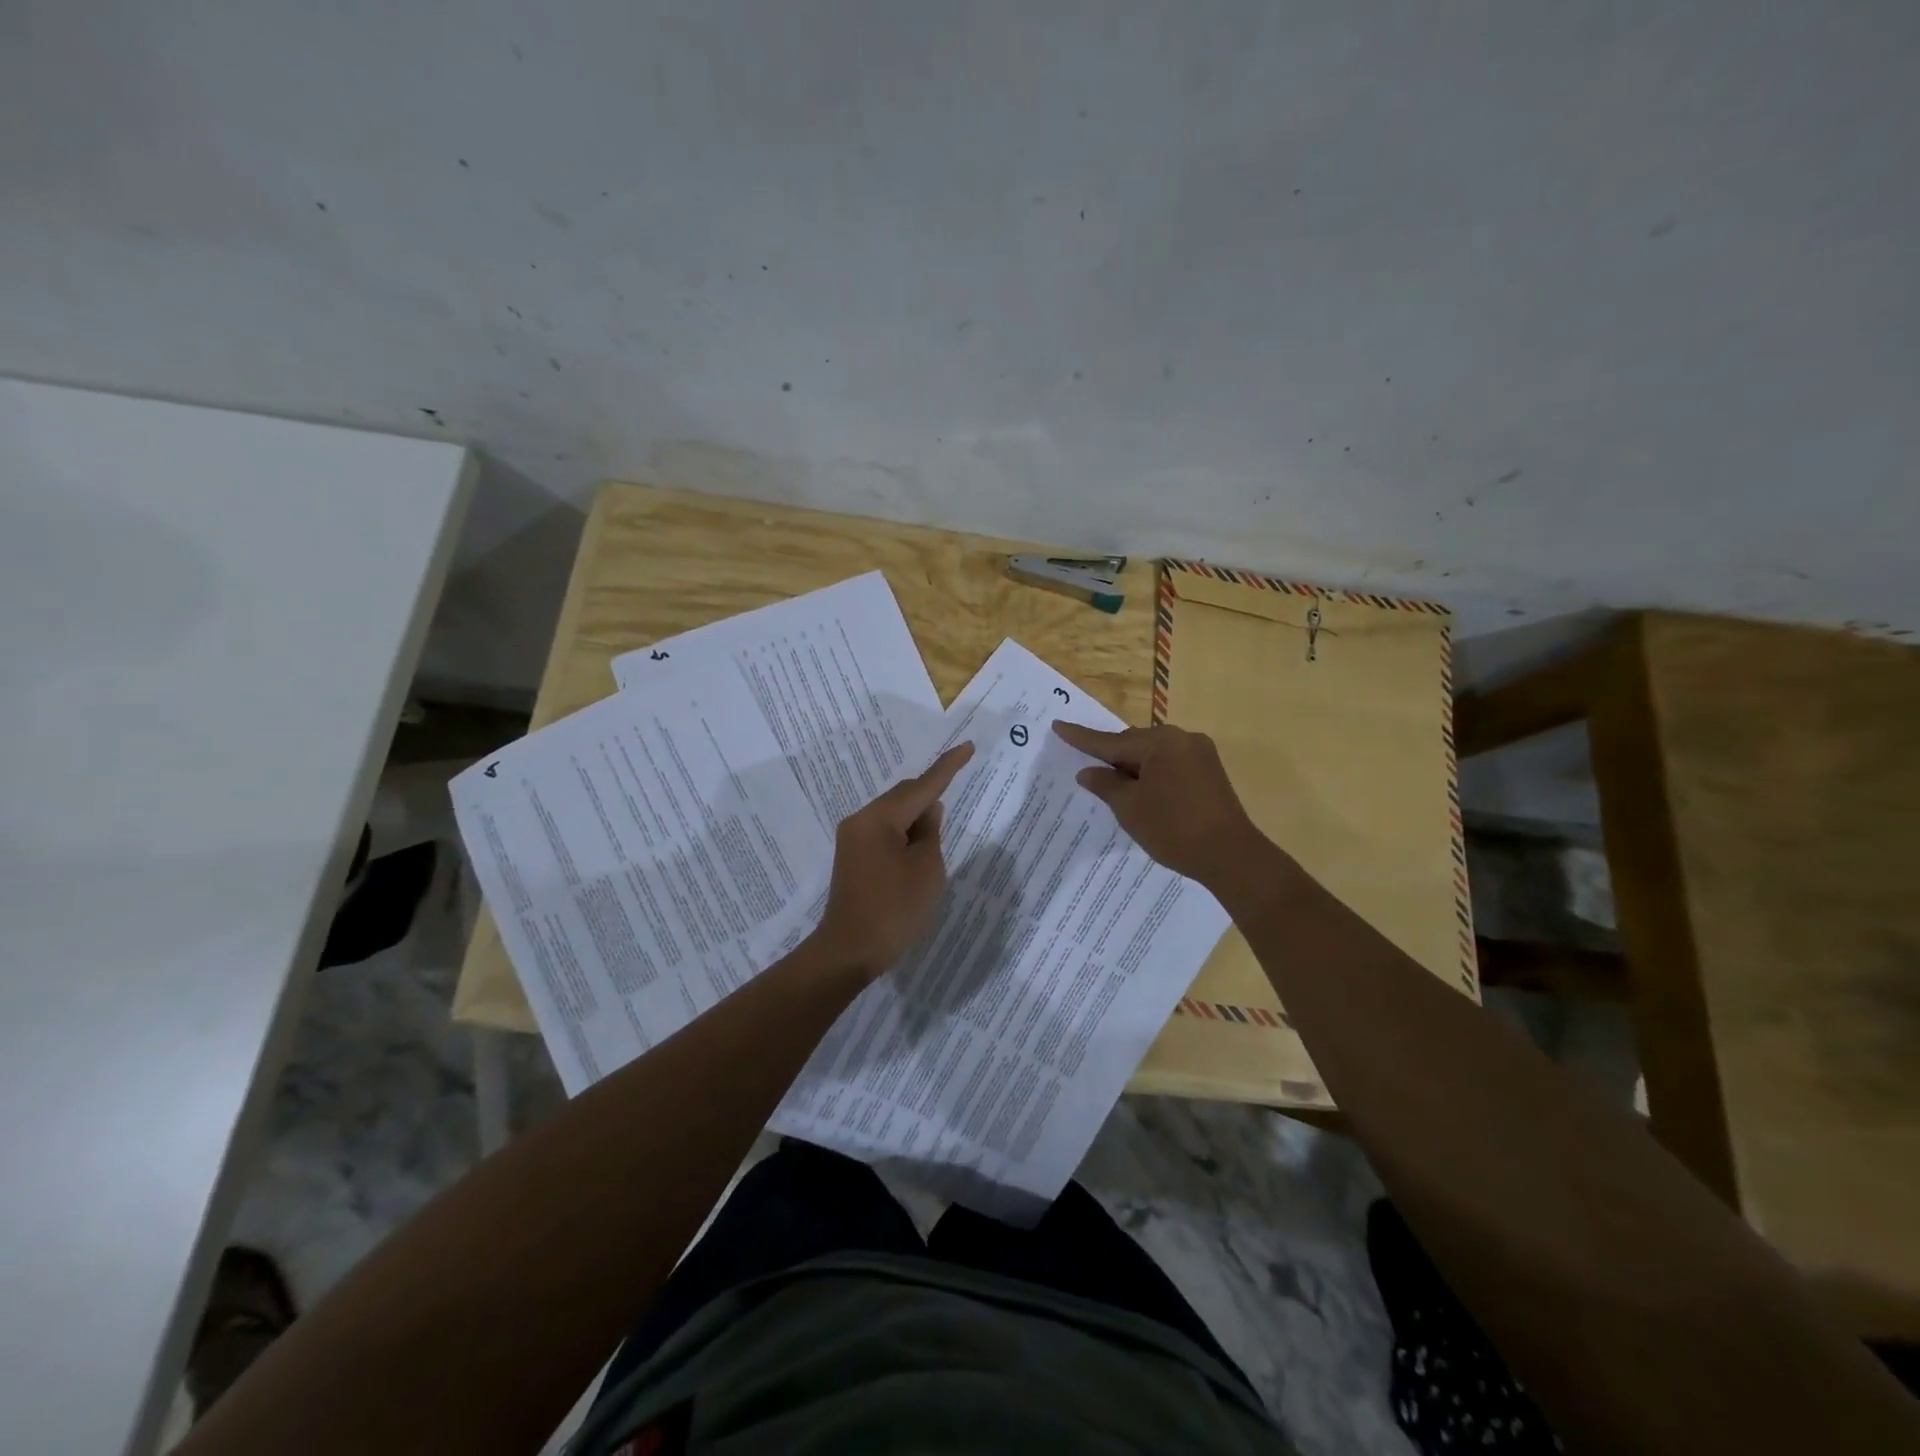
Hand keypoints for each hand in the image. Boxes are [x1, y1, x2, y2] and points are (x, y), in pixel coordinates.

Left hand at [807, 741, 975, 980]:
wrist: (849, 951)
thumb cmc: (894, 910)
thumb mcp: (927, 870)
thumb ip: (931, 833)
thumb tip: (928, 810)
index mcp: (880, 818)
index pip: (922, 785)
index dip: (948, 767)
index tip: (968, 746)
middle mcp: (861, 820)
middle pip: (904, 797)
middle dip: (931, 797)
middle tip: (955, 808)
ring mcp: (852, 839)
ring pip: (893, 815)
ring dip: (917, 821)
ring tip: (937, 842)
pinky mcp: (852, 857)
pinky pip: (884, 832)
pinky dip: (904, 835)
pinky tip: (918, 850)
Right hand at [1052, 721, 1259, 885]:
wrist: (1230, 855)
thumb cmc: (1173, 829)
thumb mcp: (1130, 808)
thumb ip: (1106, 785)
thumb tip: (1088, 771)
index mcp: (1160, 743)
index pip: (1111, 741)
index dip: (1082, 738)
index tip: (1058, 725)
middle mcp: (1182, 739)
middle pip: (1135, 744)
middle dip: (1113, 757)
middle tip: (1090, 772)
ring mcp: (1200, 754)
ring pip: (1154, 754)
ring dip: (1134, 767)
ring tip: (1117, 788)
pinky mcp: (1210, 771)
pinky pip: (1171, 764)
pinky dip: (1153, 774)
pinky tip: (1144, 791)